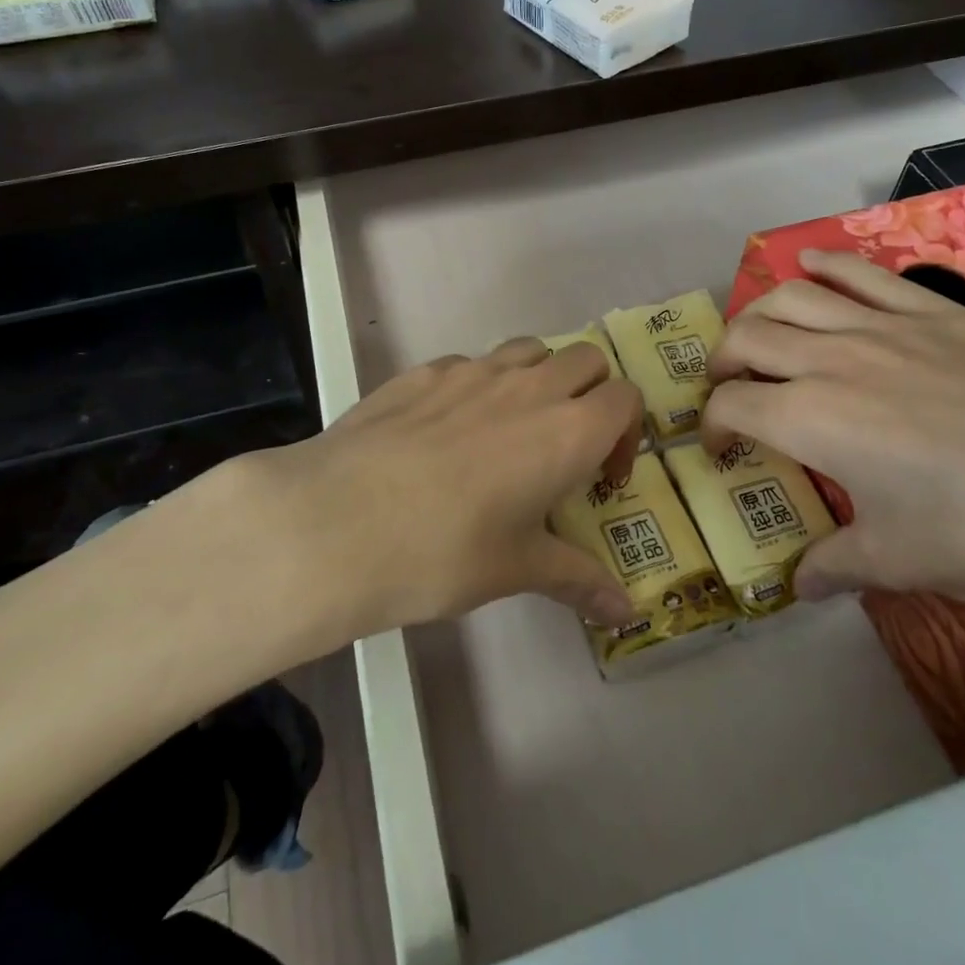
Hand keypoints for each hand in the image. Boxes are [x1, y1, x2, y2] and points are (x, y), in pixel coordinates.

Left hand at [203, 339, 642, 641]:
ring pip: (529, 349)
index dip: (625, 433)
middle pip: (585, 359)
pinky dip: (479, 385)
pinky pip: (470, 363)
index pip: (625, 398)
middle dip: (590, 394)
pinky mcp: (423, 369)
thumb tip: (626, 615)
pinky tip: (445, 433)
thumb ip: (577, 580)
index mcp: (567, 430)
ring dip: (538, 378)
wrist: (338, 522)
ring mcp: (472, 369)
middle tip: (564, 447)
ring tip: (510, 431)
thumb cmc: (443, 552)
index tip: (600, 477)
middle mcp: (528, 386)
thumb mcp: (516, 570)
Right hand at [705, 248, 964, 611]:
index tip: (720, 451)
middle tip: (730, 389)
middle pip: (747, 338)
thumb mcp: (905, 561)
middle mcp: (831, 360)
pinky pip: (860, 272)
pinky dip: (824, 265)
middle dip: (722, 363)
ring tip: (759, 335)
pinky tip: (810, 266)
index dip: (713, 428)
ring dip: (759, 312)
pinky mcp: (932, 308)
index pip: (732, 408)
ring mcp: (882, 325)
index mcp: (811, 420)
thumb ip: (838, 564)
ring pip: (791, 296)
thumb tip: (801, 584)